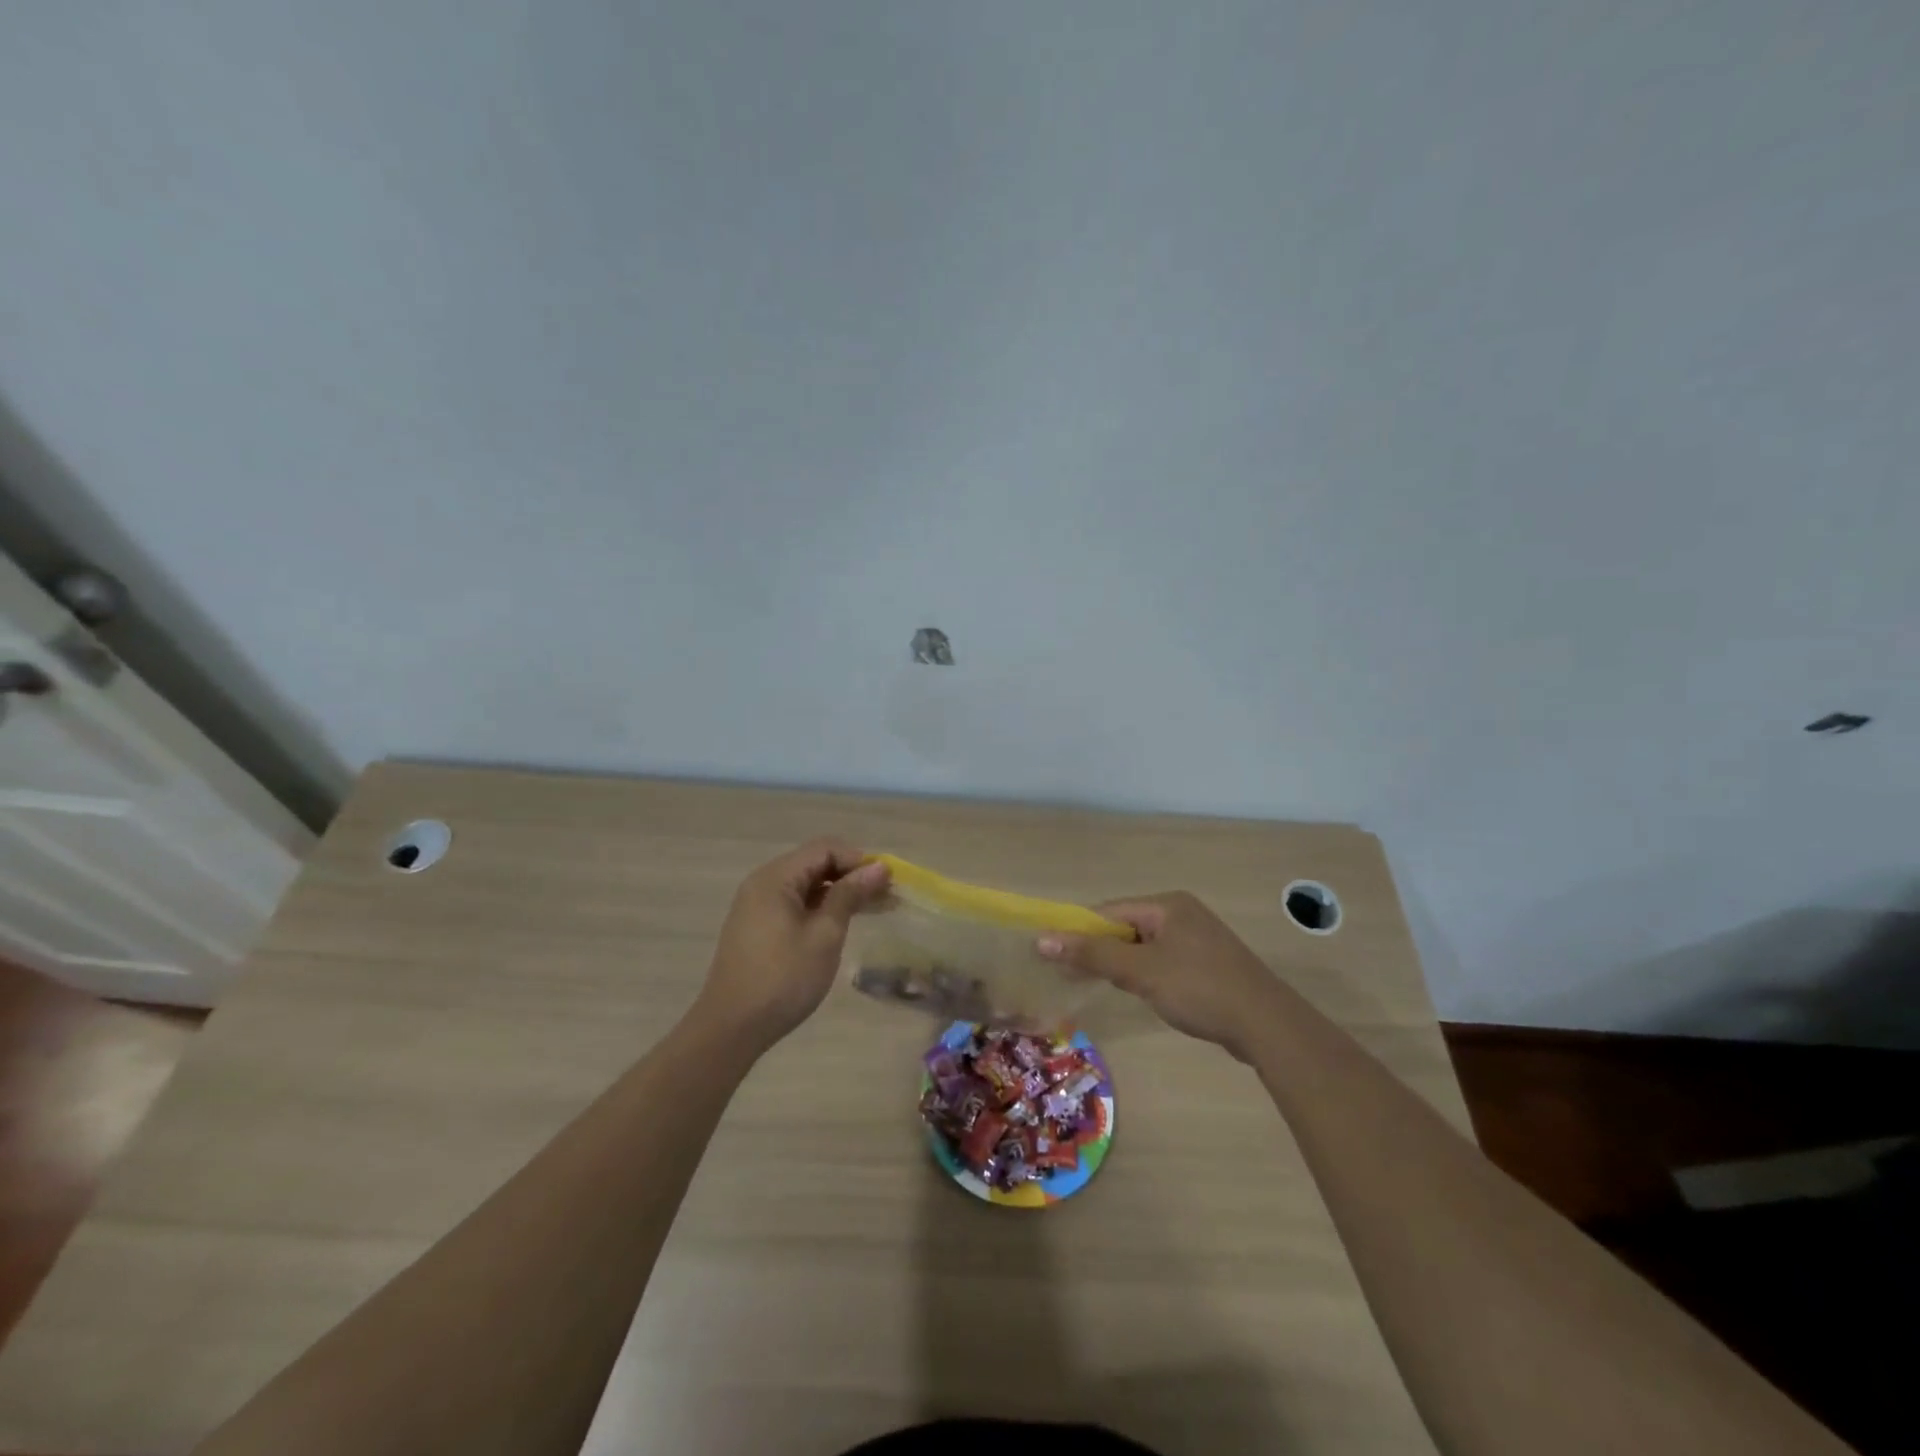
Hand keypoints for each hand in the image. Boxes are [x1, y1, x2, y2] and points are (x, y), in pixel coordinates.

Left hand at [694, 839, 890, 1051]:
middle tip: (887, 896)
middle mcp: (763, 883)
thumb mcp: (824, 935)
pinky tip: (844, 923)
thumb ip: (850, 895)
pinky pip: (796, 903)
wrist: (731, 1028)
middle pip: (815, 863)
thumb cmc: (783, 979)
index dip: (859, 860)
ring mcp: (758, 906)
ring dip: (840, 893)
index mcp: (776, 878)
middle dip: (852, 875)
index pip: (825, 849)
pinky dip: (822, 908)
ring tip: (874, 909)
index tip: (888, 882)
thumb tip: (878, 867)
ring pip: (807, 885)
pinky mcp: (758, 927)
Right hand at [1037, 892, 1285, 1059]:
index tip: (1054, 957)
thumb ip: (1092, 954)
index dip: (1079, 932)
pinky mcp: (1208, 963)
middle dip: (1100, 950)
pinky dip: (1146, 974)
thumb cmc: (1199, 989)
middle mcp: (1182, 913)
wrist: (1267, 1025)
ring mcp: (1198, 938)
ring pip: (1144, 946)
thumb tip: (1042, 939)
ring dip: (1122, 965)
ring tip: (1104, 987)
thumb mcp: (1140, 971)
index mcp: (1167, 904)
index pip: (1109, 911)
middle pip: (1126, 926)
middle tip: (1073, 976)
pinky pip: (1163, 961)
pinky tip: (1143, 995)